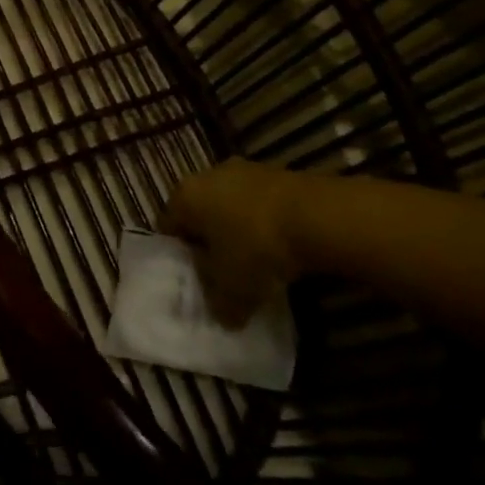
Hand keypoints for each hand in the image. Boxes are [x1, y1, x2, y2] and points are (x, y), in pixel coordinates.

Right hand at [161, 158, 317, 327]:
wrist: (316, 217)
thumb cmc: (257, 248)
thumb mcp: (232, 291)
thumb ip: (219, 306)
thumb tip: (223, 315)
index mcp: (184, 196)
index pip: (168, 227)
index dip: (179, 256)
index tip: (195, 278)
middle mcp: (207, 174)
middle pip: (200, 213)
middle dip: (210, 241)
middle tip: (224, 272)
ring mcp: (244, 170)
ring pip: (230, 206)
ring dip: (239, 230)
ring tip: (257, 262)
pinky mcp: (276, 172)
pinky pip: (259, 203)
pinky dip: (264, 223)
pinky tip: (281, 248)